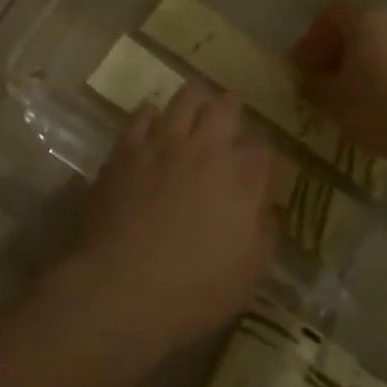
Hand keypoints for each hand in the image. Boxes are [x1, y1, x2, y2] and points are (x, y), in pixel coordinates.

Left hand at [66, 84, 276, 351]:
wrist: (120, 286)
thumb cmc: (193, 289)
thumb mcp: (249, 273)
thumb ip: (264, 231)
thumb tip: (265, 206)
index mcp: (240, 178)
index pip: (262, 150)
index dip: (261, 156)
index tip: (256, 167)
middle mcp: (205, 148)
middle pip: (226, 107)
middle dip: (233, 109)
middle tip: (230, 118)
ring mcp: (163, 143)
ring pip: (186, 98)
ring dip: (196, 98)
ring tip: (197, 104)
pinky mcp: (127, 148)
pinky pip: (142, 114)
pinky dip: (152, 113)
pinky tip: (153, 121)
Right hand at [291, 0, 386, 171]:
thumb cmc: (381, 110)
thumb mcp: (333, 102)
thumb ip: (313, 85)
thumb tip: (308, 80)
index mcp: (367, 19)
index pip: (332, 13)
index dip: (314, 38)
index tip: (307, 68)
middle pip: (363, 27)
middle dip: (344, 52)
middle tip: (333, 83)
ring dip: (375, 64)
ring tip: (368, 99)